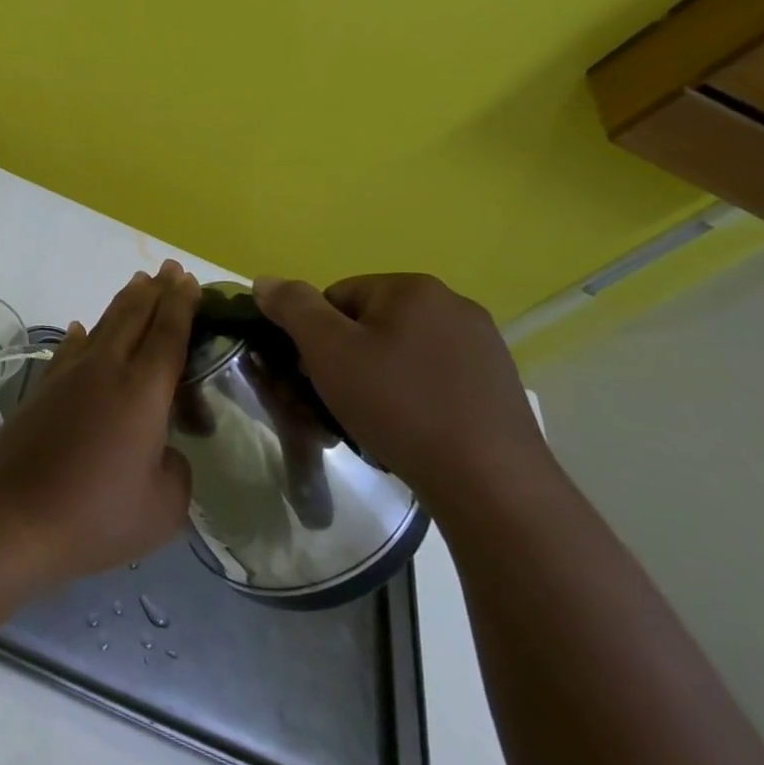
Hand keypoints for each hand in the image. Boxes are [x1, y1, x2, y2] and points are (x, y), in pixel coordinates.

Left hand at [0, 262, 197, 581]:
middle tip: (171, 268)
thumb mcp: (163, 506)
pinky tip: (80, 329)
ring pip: (102, 325)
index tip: (189, 279)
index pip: (167, 333)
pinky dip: (82, 335)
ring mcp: (69, 375)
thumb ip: (176, 468)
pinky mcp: (43, 388)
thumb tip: (161, 449)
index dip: (181, 304)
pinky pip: (69, 349)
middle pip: (134, 316)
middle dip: (155, 290)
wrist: (16, 515)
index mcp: (142, 391)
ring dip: (123, 302)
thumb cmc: (97, 514)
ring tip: (138, 283)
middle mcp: (105, 369)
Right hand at [253, 272, 546, 505]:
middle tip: (338, 400)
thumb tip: (265, 280)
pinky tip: (409, 431)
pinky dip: (413, 398)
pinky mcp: (498, 386)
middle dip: (346, 358)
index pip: (336, 297)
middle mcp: (454, 306)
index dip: (316, 336)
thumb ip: (292, 307)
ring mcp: (483, 347)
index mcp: (413, 288)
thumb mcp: (327, 349)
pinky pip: (433, 380)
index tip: (317, 374)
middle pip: (369, 324)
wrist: (491, 484)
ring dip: (377, 380)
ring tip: (372, 421)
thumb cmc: (398, 404)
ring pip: (401, 354)